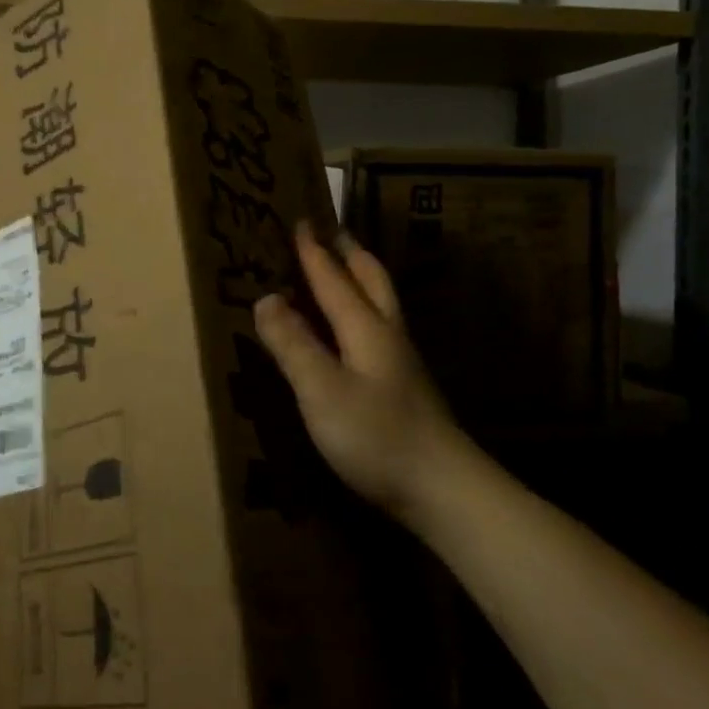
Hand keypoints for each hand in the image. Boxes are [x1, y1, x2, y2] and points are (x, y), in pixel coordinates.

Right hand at [254, 224, 467, 518]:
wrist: (443, 488)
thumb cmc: (377, 436)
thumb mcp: (321, 390)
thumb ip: (293, 344)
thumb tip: (265, 298)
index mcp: (365, 327)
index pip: (333, 279)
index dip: (314, 251)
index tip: (300, 220)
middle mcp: (387, 334)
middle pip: (370, 280)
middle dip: (348, 252)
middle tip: (331, 231)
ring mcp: (400, 361)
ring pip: (380, 302)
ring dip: (360, 276)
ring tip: (343, 266)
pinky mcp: (404, 386)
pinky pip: (378, 327)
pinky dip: (363, 308)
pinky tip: (355, 327)